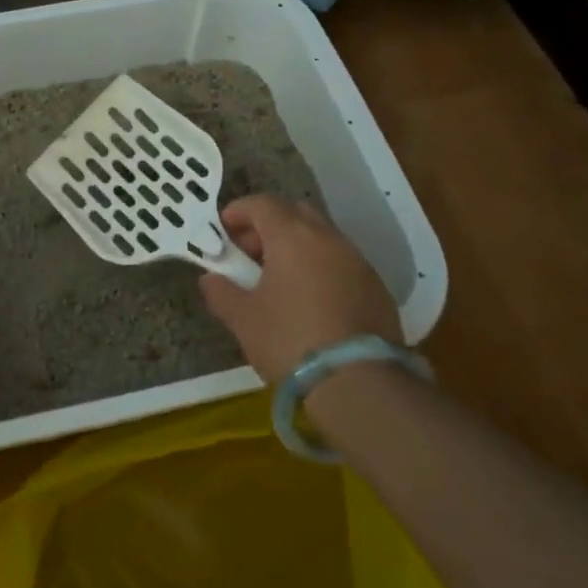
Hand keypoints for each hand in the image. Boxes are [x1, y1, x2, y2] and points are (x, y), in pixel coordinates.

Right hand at [198, 194, 403, 384]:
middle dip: (269, 226)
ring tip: (279, 279)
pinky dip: (321, 267)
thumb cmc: (291, 340)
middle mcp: (327, 237)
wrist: (360, 384)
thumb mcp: (243, 319)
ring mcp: (357, 260)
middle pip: (295, 213)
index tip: (223, 230)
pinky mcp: (377, 287)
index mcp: (292, 235)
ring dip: (297, 247)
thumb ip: (221, 292)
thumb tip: (211, 279)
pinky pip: (341, 262)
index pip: (262, 203)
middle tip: (251, 254)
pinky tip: (311, 300)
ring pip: (321, 237)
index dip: (238, 212)